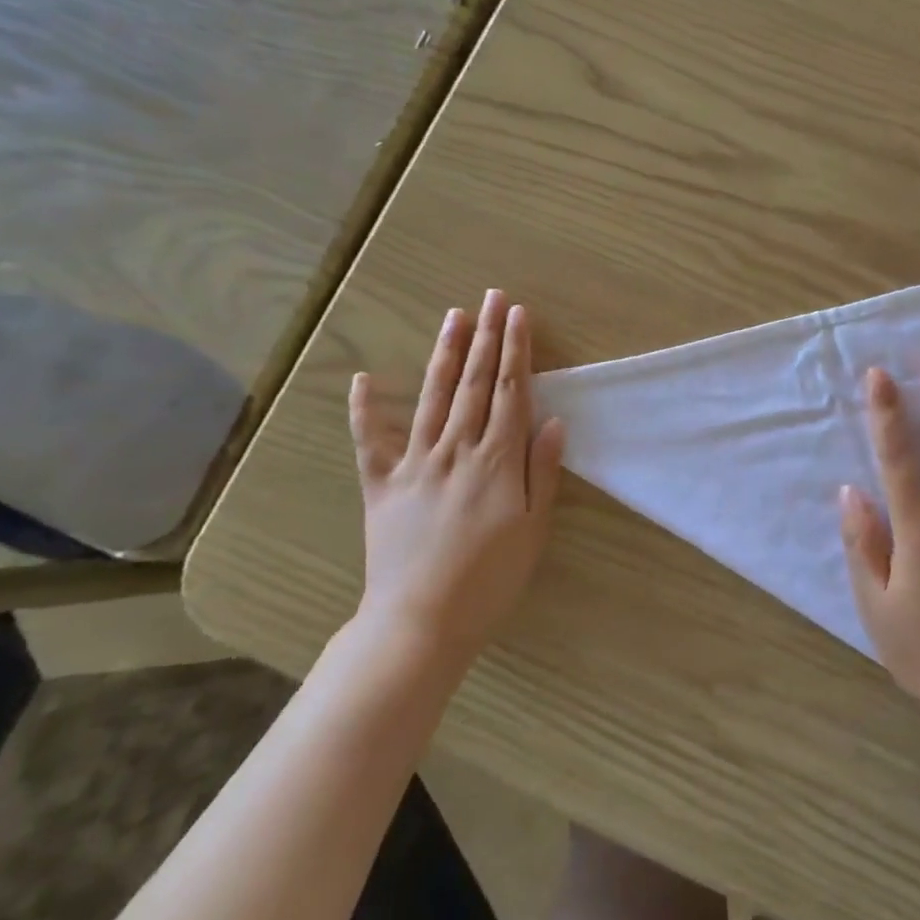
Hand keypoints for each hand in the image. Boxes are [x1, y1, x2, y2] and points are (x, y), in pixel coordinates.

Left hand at [348, 289, 564, 672]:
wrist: (420, 623)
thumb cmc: (489, 580)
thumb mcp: (534, 530)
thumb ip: (542, 471)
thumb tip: (554, 419)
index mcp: (496, 461)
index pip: (510, 392)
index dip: (515, 350)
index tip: (518, 315)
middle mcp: (455, 450)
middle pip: (474, 384)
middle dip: (486, 337)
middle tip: (492, 297)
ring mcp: (414, 464)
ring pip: (433, 398)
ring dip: (446, 354)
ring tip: (455, 316)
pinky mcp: (381, 485)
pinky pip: (370, 441)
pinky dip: (366, 409)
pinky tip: (365, 378)